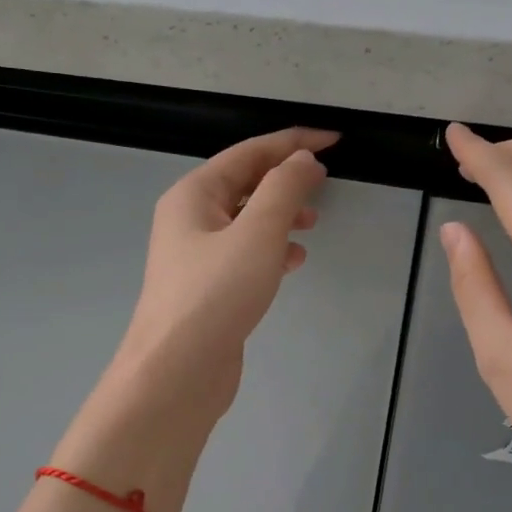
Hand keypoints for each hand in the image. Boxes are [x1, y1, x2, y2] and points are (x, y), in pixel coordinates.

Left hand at [108, 127, 336, 422]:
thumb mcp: (257, 232)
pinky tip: (293, 261)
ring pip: (245, 221)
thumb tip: (302, 160)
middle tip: (324, 185)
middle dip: (285, 180)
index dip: (293, 143)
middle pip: (244, 184)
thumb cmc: (216, 294)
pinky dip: (271, 250)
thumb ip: (284, 189)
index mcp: (193, 195)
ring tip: (312, 225)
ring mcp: (196, 257)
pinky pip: (244, 254)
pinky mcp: (208, 289)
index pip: (248, 153)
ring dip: (280, 216)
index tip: (334, 140)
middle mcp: (189, 219)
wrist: (177, 371)